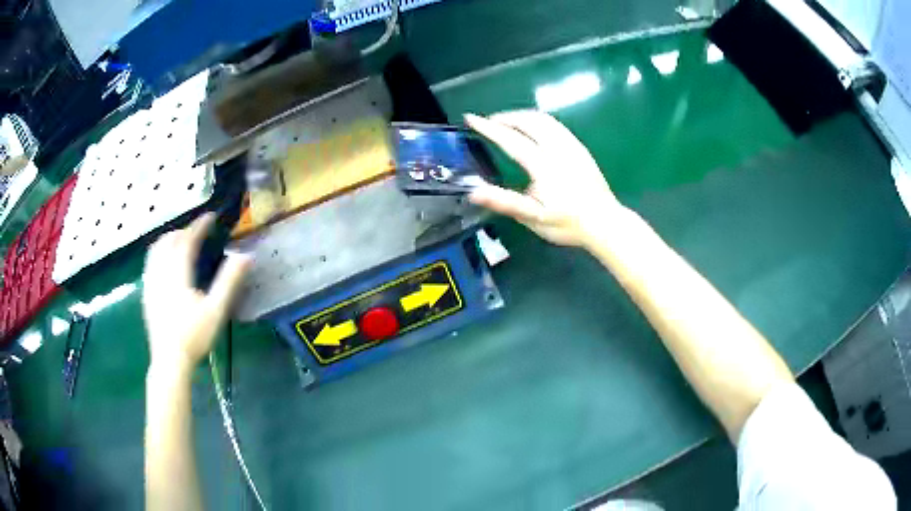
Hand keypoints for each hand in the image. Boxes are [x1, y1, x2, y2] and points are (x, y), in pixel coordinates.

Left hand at [142, 213, 251, 373]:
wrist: (170, 359)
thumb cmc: (194, 336)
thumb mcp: (216, 310)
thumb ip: (229, 281)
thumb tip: (246, 256)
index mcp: (178, 273)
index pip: (188, 240)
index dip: (199, 225)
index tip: (210, 217)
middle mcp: (161, 272)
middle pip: (169, 240)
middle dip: (183, 230)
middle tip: (198, 232)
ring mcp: (151, 282)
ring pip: (156, 249)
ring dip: (169, 239)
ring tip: (181, 241)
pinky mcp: (146, 292)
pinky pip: (150, 262)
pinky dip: (159, 252)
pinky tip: (166, 262)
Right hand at [465, 110, 622, 246]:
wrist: (605, 223)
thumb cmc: (568, 223)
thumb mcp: (534, 217)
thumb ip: (504, 202)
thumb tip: (473, 192)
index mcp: (543, 164)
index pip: (510, 139)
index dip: (488, 127)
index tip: (471, 118)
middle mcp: (558, 148)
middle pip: (528, 120)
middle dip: (505, 117)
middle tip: (488, 123)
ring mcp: (571, 145)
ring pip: (543, 118)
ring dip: (521, 116)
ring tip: (507, 122)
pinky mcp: (579, 147)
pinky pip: (554, 124)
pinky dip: (537, 120)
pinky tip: (533, 129)